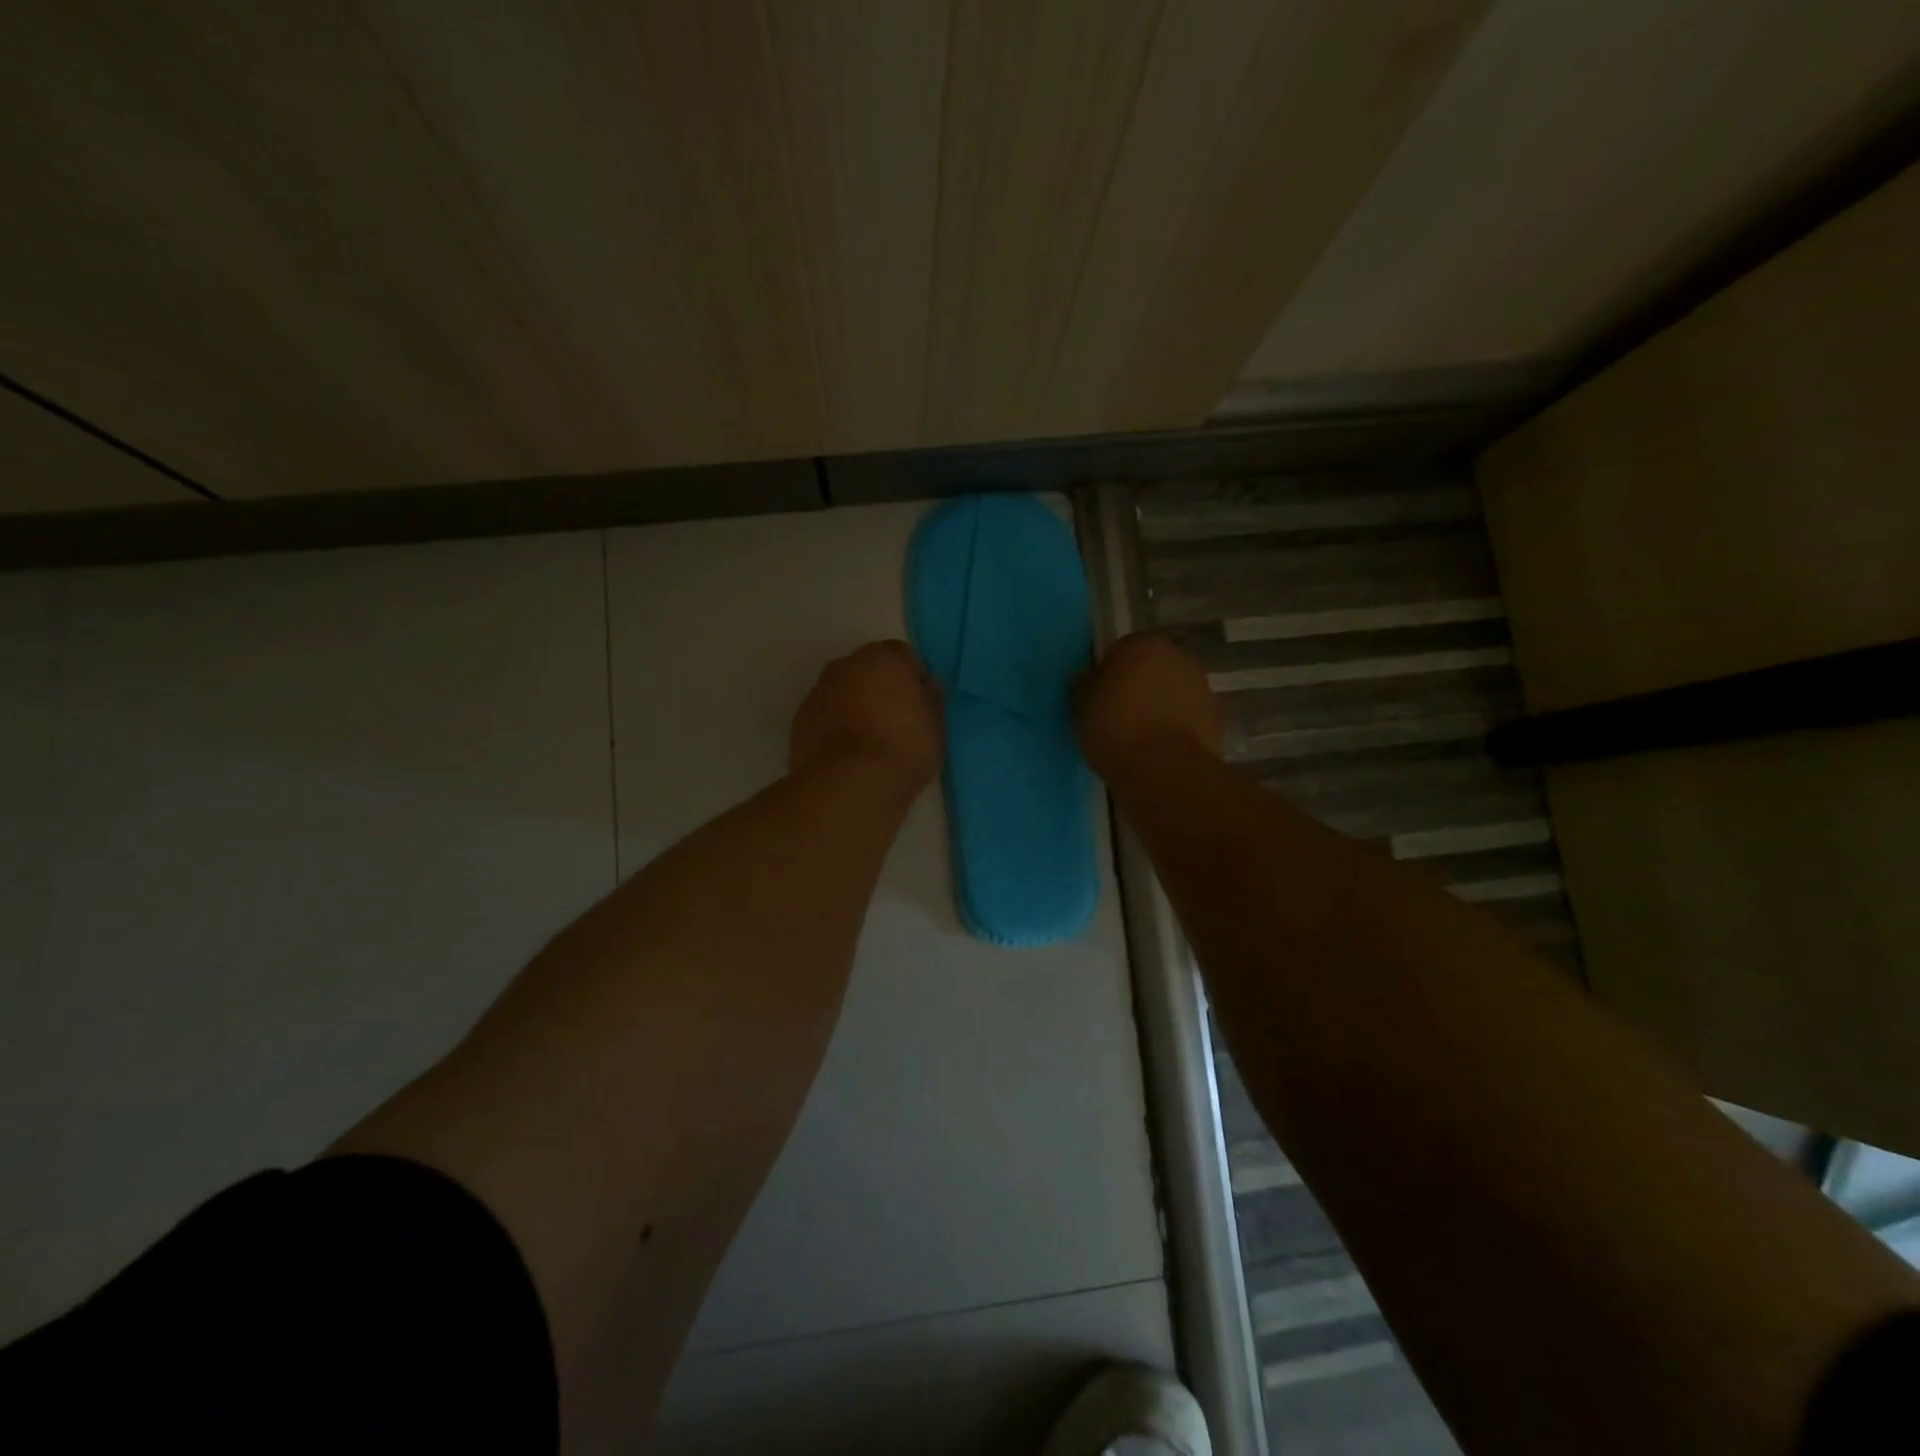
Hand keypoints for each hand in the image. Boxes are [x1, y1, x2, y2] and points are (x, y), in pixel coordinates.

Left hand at [789, 640, 943, 787]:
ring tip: (871, 745)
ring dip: (856, 708)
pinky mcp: (800, 721)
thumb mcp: (936, 725)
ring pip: (844, 693)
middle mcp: (845, 666)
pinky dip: (836, 728)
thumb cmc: (904, 748)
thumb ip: (930, 699)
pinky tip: (849, 756)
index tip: (920, 708)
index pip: (904, 657)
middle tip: (896, 724)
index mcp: (882, 658)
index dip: (914, 681)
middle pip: (869, 671)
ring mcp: (818, 692)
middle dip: (881, 690)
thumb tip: (923, 688)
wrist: (850, 784)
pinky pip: (826, 717)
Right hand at [1075, 633, 1223, 781]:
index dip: (1109, 675)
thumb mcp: (1080, 706)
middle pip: (1153, 668)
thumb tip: (1087, 678)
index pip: (1121, 651)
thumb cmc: (1114, 728)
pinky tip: (1162, 748)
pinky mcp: (1217, 716)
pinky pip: (1189, 716)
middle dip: (1140, 686)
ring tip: (1142, 736)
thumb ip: (1083, 685)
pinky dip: (1178, 726)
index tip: (1100, 699)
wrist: (1162, 769)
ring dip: (1161, 705)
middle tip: (1120, 716)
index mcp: (1143, 644)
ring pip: (1174, 692)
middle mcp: (1178, 656)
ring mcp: (1203, 686)